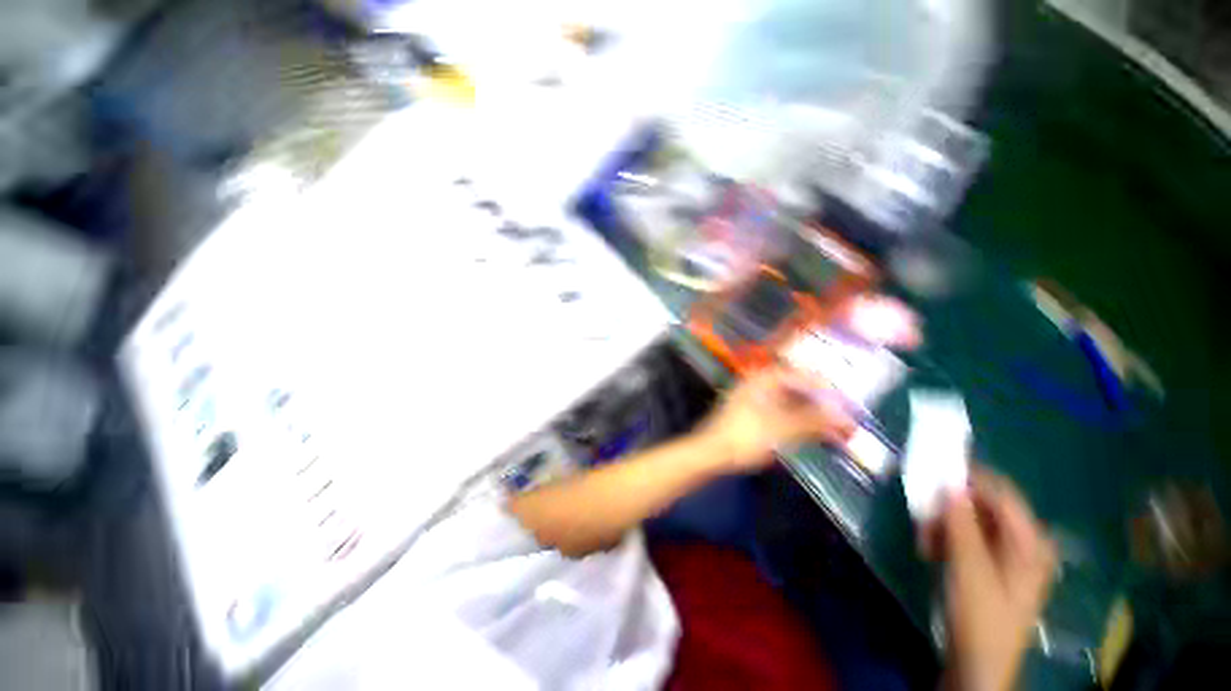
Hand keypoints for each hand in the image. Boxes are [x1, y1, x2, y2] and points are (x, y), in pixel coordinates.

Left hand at [697, 366, 855, 472]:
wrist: (711, 452)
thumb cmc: (745, 436)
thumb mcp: (783, 428)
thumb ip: (815, 421)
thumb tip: (846, 416)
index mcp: (764, 379)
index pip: (802, 375)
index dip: (827, 388)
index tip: (849, 400)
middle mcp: (759, 384)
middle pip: (797, 389)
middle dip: (822, 404)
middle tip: (845, 417)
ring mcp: (754, 399)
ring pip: (790, 403)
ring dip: (812, 415)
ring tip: (835, 430)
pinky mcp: (752, 415)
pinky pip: (781, 413)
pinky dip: (798, 422)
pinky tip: (813, 434)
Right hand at [930, 468, 1057, 690]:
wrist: (978, 664)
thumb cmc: (980, 616)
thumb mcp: (968, 567)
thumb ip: (960, 521)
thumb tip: (948, 481)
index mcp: (1031, 541)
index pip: (1001, 493)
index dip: (967, 478)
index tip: (930, 471)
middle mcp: (1025, 542)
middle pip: (984, 507)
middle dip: (949, 508)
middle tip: (921, 516)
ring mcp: (1009, 555)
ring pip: (971, 522)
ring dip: (943, 526)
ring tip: (923, 540)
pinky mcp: (992, 566)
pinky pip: (968, 538)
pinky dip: (947, 539)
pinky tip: (930, 550)